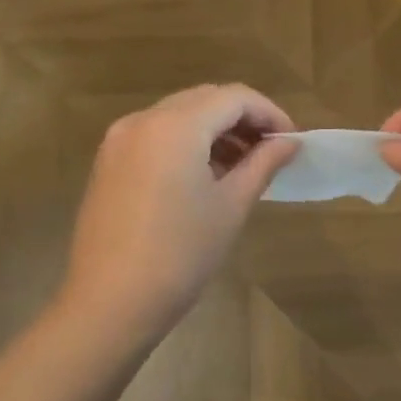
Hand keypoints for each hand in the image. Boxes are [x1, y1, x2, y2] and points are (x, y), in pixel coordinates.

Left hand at [57, 85, 297, 341]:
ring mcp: (119, 140)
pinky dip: (186, 142)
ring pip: (179, 115)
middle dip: (242, 118)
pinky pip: (156, 135)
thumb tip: (289, 142)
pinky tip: (205, 175)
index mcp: (176, 125)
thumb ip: (263, 164)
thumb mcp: (231, 206)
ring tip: (243, 165)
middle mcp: (143, 119)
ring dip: (214, 130)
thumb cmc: (181, 255)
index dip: (269, 112)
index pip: (234, 97)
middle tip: (271, 150)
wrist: (110, 303)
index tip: (292, 140)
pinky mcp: (108, 162)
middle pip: (205, 100)